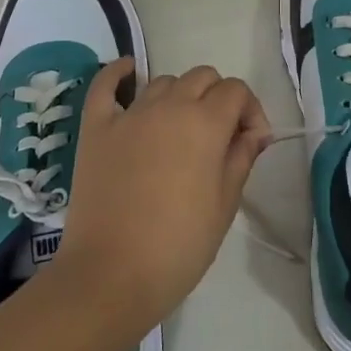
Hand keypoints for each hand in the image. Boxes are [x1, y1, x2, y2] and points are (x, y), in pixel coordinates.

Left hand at [56, 59, 272, 336]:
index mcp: (205, 123)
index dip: (250, 111)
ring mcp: (129, 114)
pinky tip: (129, 73)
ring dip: (179, 96)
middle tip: (217, 137)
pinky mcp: (96, 127)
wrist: (110, 277)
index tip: (251, 142)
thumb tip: (254, 132)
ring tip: (178, 130)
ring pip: (163, 81)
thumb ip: (242, 158)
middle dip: (218, 98)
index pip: (236, 91)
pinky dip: (119, 74)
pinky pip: (106, 85)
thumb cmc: (178, 246)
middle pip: (202, 77)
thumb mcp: (225, 205)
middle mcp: (169, 106)